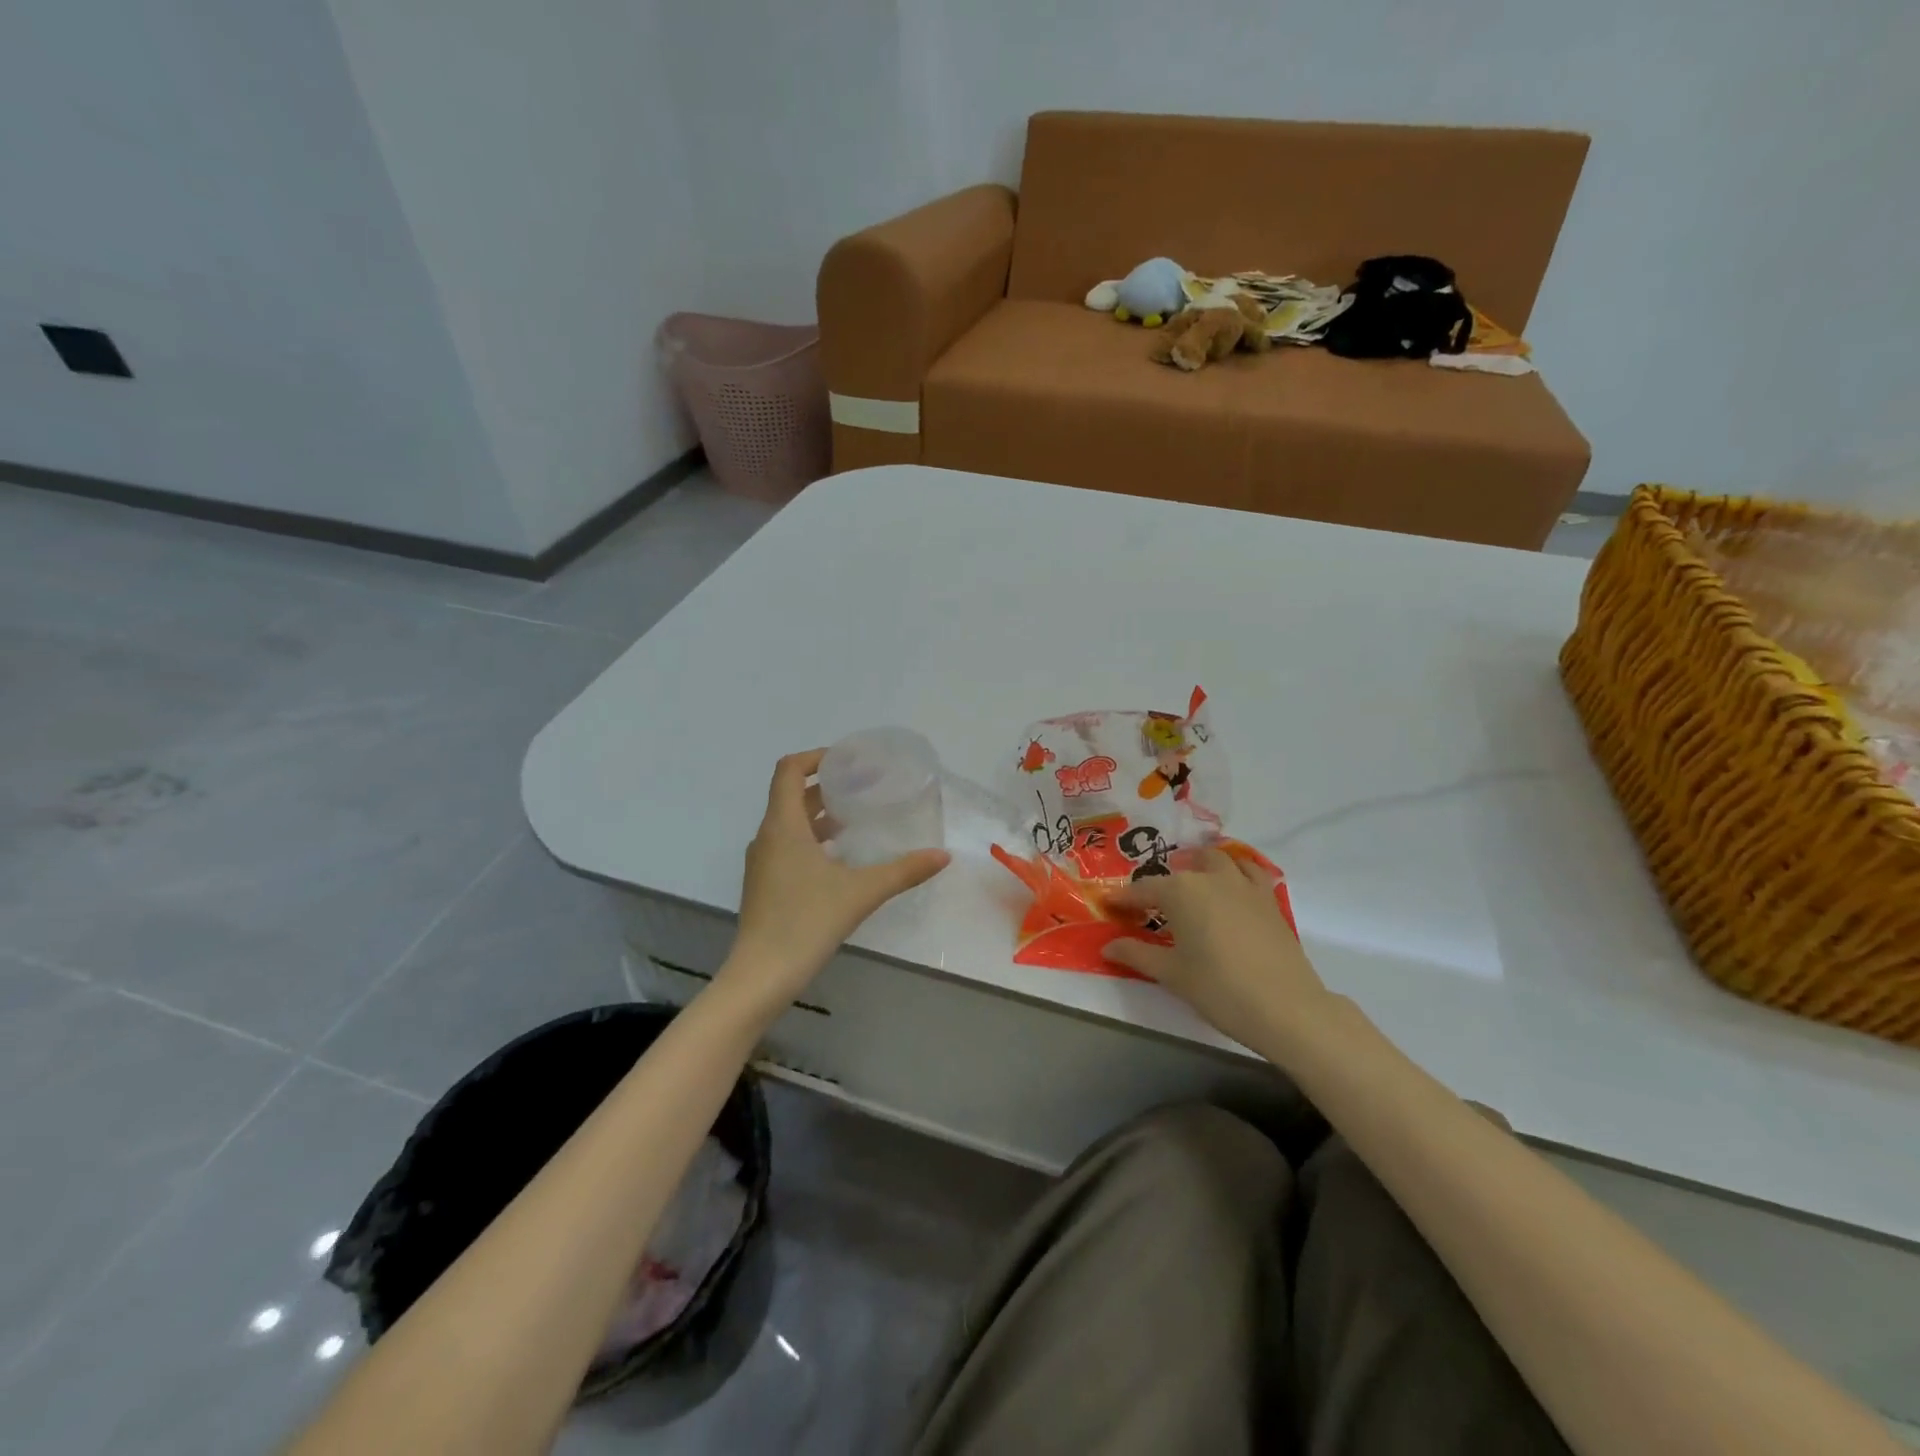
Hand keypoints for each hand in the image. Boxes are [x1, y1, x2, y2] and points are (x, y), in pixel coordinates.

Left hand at [722, 750, 949, 1010]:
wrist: (762, 975)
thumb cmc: (807, 922)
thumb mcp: (861, 892)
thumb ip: (903, 871)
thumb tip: (943, 855)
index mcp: (783, 826)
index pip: (789, 770)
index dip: (816, 757)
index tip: (849, 760)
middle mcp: (767, 836)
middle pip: (791, 794)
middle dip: (826, 785)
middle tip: (863, 785)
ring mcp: (762, 862)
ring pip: (789, 822)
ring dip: (819, 813)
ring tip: (855, 818)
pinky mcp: (764, 884)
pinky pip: (787, 845)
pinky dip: (812, 838)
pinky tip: (839, 857)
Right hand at [1104, 850, 1337, 1057]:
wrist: (1287, 1007)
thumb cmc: (1220, 989)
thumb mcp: (1172, 974)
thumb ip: (1137, 954)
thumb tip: (1108, 945)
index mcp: (1181, 892)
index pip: (1144, 889)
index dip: (1124, 899)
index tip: (1110, 906)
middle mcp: (1211, 878)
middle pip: (1182, 869)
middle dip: (1164, 882)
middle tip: (1154, 907)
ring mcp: (1244, 885)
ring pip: (1219, 860)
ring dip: (1201, 866)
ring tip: (1193, 887)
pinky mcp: (1269, 899)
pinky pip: (1250, 872)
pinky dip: (1236, 872)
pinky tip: (1231, 891)